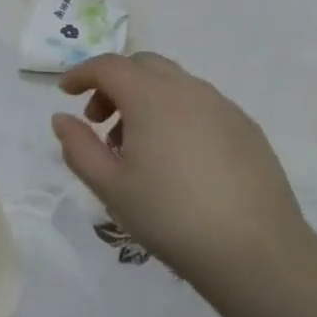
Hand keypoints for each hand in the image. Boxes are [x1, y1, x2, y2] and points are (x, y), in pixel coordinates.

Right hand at [51, 52, 315, 292]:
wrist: (254, 251)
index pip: (108, 66)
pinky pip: (201, 105)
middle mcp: (188, 90)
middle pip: (143, 66)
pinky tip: (177, 158)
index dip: (81, 73)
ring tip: (137, 146)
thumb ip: (79, 147)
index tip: (65, 92)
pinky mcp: (246, 128)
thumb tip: (62, 119)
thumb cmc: (169, 216)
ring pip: (174, 84)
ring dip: (146, 99)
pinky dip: (176, 114)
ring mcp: (223, 107)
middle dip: (114, 84)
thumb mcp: (110, 187)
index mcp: (151, 97)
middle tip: (99, 121)